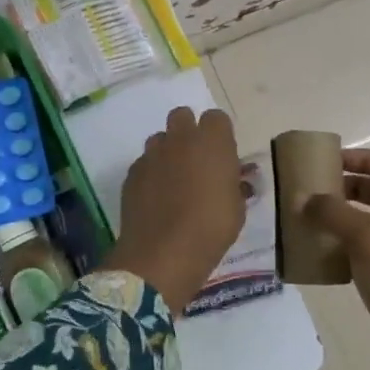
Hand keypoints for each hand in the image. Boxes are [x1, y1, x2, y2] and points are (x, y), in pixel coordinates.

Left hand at [105, 107, 244, 316]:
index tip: (223, 156)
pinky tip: (156, 197)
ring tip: (174, 179)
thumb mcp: (237, 210)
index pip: (216, 118)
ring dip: (168, 150)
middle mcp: (180, 139)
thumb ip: (235, 186)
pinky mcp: (132, 172)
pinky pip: (144, 162)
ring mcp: (152, 153)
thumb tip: (236, 180)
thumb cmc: (211, 229)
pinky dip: (151, 172)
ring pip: (160, 138)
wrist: (163, 253)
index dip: (220, 134)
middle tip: (196, 159)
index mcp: (212, 142)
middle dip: (189, 131)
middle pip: (182, 116)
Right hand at [304, 148, 369, 369]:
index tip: (332, 161)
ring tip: (317, 222)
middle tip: (320, 191)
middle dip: (354, 187)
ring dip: (349, 220)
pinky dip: (352, 250)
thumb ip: (332, 212)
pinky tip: (328, 257)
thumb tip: (304, 198)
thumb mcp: (365, 236)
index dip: (366, 158)